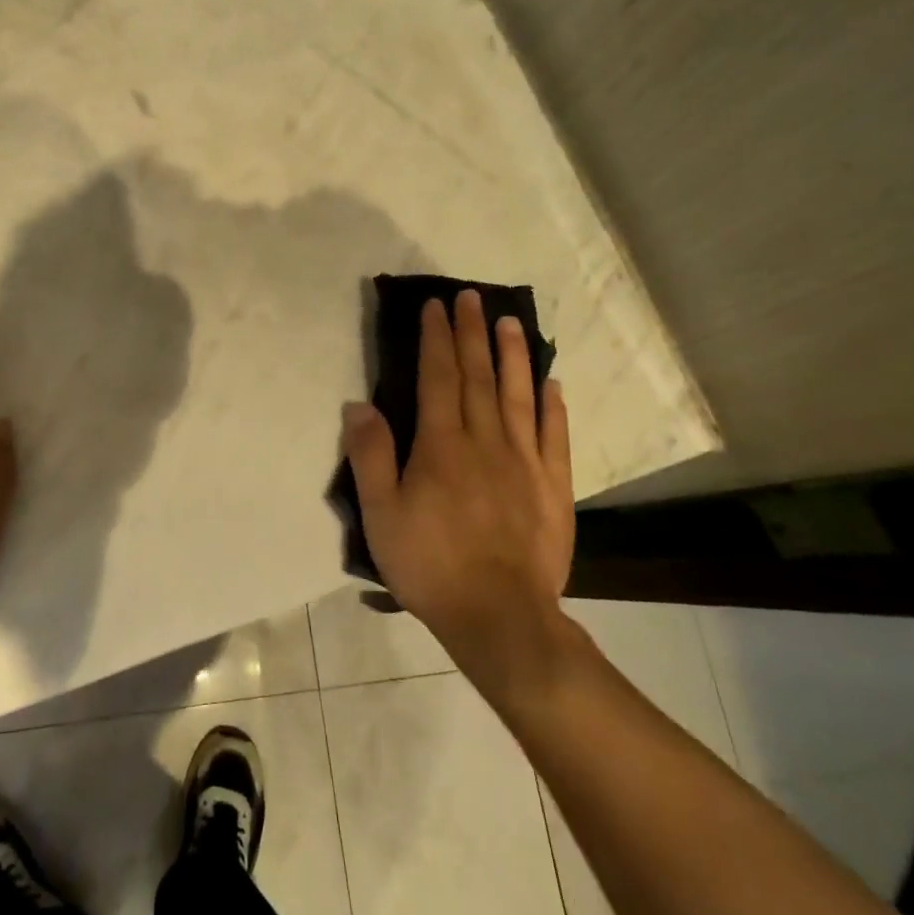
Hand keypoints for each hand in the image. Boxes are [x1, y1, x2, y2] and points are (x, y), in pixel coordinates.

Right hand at [341, 289, 574, 676]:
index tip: (435, 306)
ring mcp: (525, 462)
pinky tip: (551, 382)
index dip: (436, 338)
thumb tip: (358, 404)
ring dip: (513, 355)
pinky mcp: (554, 486)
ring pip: (519, 395)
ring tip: (510, 321)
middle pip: (478, 376)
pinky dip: (553, 405)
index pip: (438, 377)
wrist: (500, 618)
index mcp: (442, 446)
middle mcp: (486, 441)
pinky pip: (555, 435)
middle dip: (471, 333)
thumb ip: (371, 456)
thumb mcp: (382, 515)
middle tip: (470, 297)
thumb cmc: (430, 564)